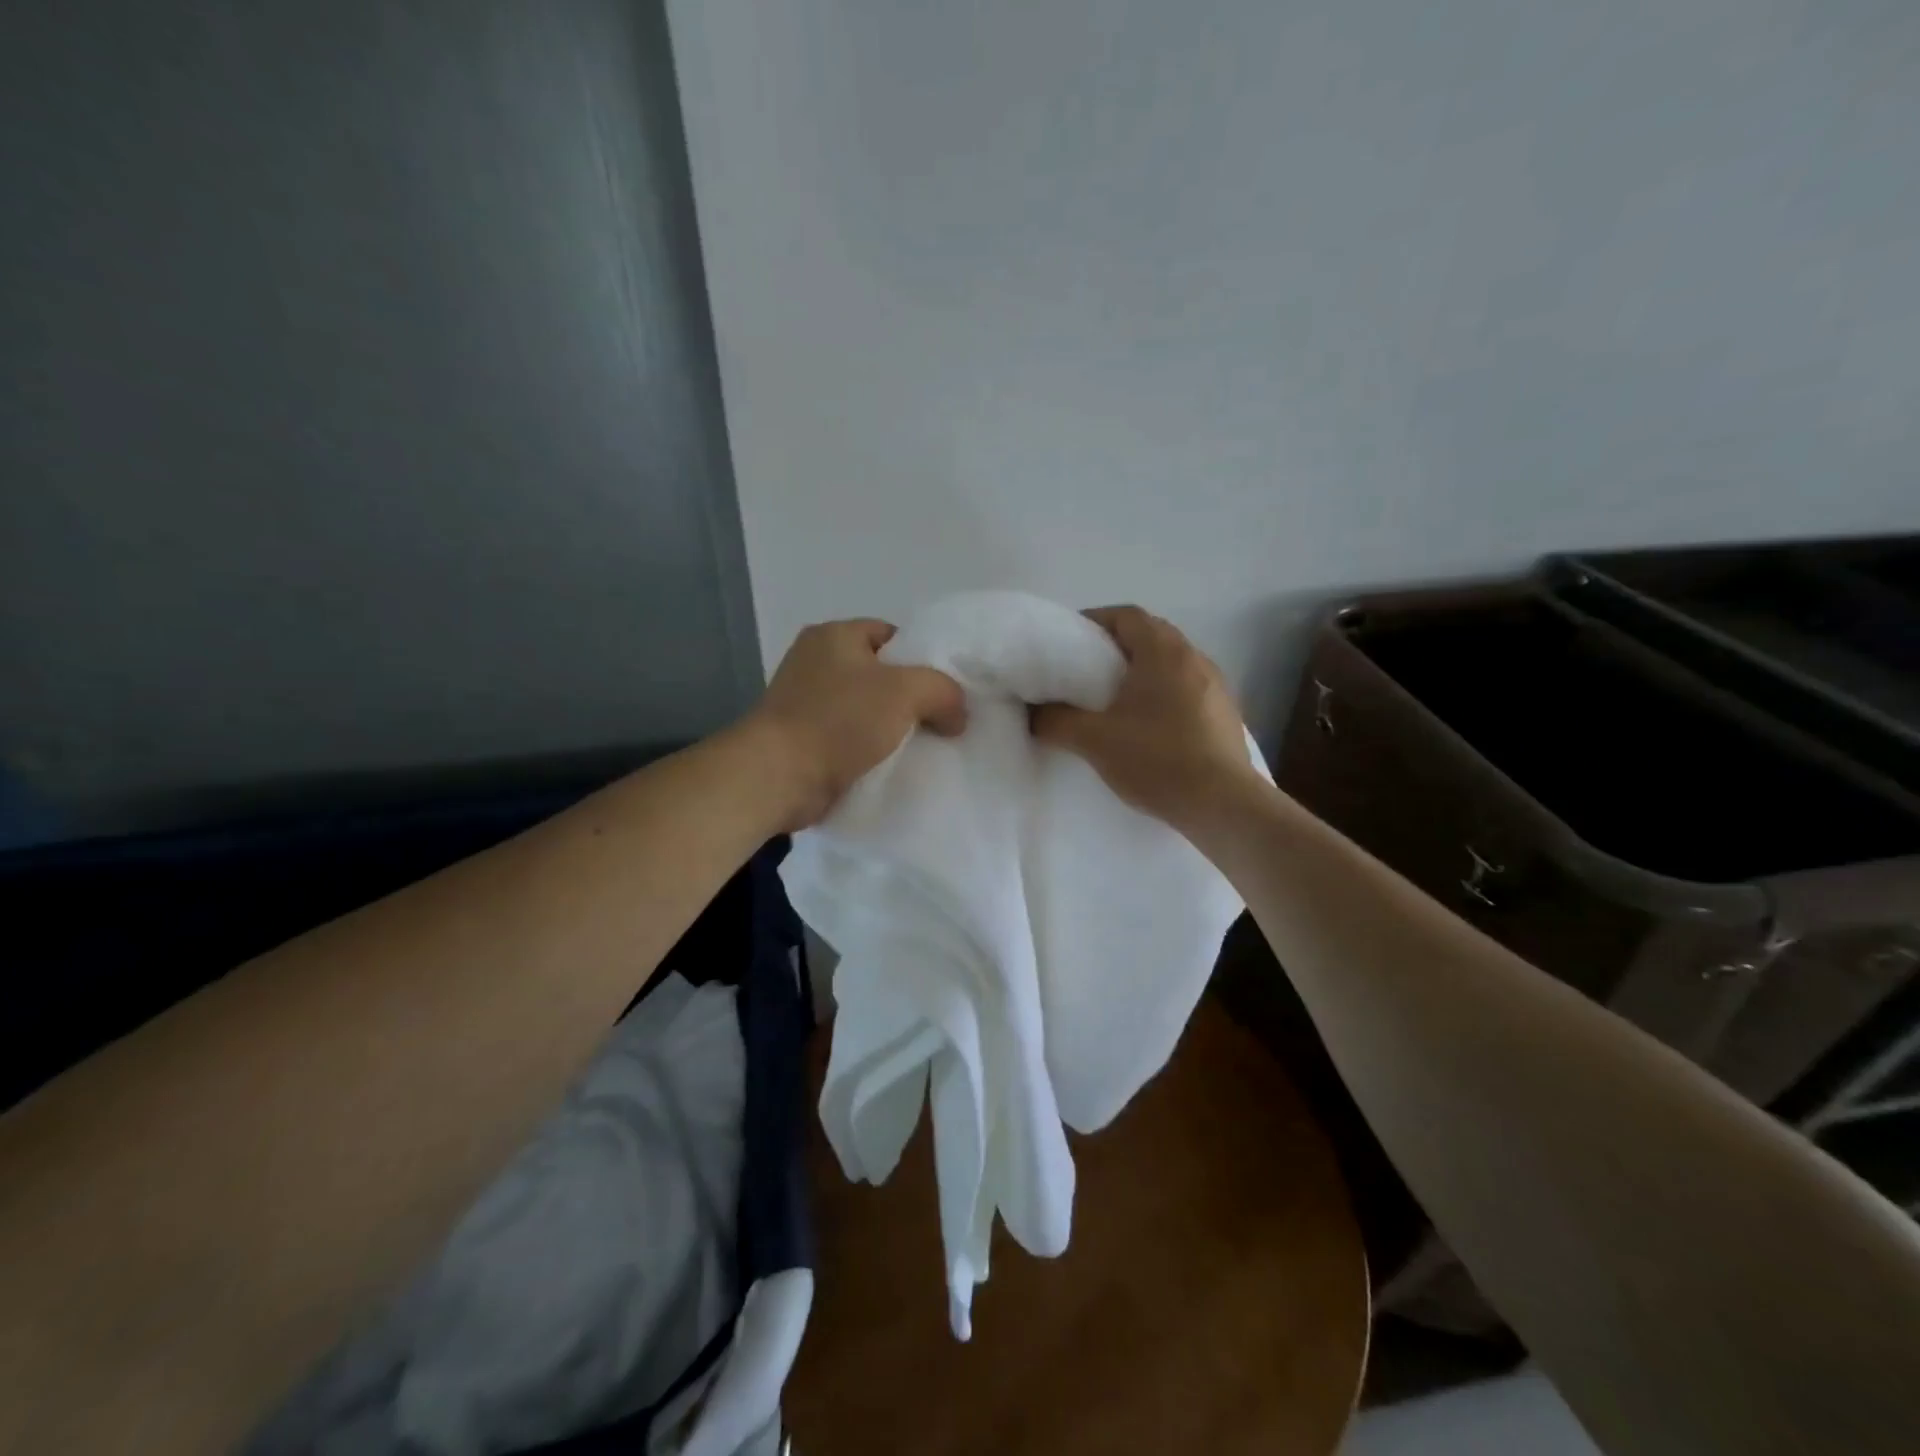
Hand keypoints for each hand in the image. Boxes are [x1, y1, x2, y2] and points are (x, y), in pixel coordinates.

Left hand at [746, 618, 966, 829]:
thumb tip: (957, 714)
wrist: (778, 777)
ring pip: (866, 710)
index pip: (892, 636)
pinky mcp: (802, 739)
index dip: (924, 659)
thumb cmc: (838, 721)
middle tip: (943, 722)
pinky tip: (894, 766)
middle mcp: (815, 661)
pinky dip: (870, 751)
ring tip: (924, 747)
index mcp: (834, 635)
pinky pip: (849, 739)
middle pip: (881, 674)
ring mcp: (805, 702)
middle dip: (912, 698)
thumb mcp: (905, 691)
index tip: (947, 691)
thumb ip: (943, 690)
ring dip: (893, 729)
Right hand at [1031, 606, 1256, 828]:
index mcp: (1164, 652)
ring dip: (1142, 670)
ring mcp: (1216, 685)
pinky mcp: (1225, 713)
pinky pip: (1187, 688)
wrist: (1222, 804)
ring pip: (1171, 663)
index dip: (1094, 620)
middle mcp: (1194, 658)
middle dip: (1116, 646)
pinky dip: (1163, 693)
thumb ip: (1056, 721)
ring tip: (1114, 698)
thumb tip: (1033, 713)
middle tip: (1085, 669)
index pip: (1126, 615)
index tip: (1069, 640)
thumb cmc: (1157, 759)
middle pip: (1151, 635)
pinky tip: (1148, 724)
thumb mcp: (1094, 741)